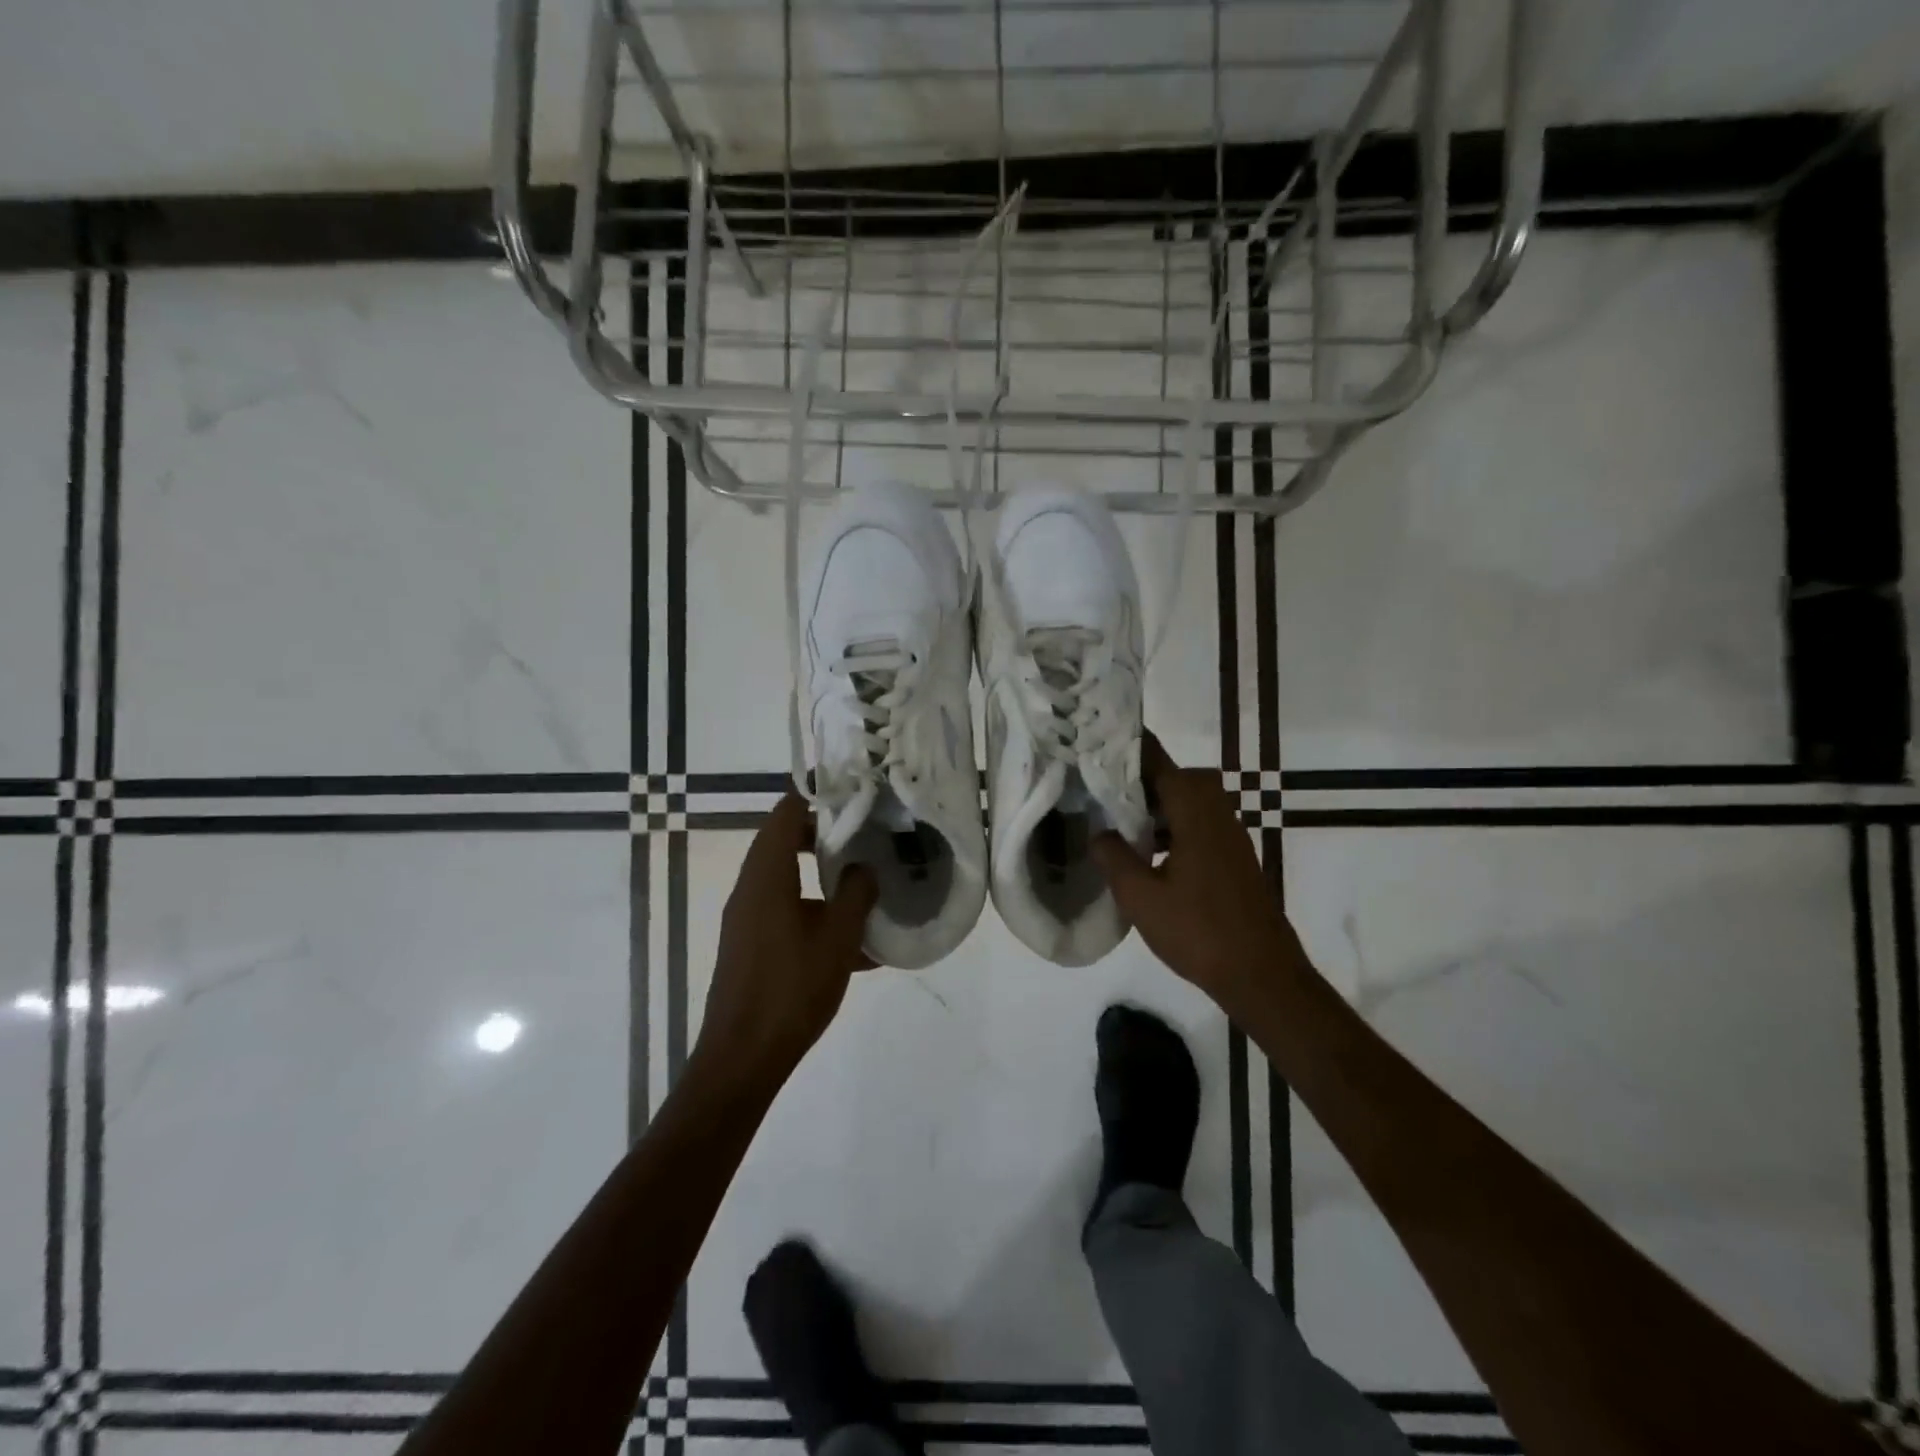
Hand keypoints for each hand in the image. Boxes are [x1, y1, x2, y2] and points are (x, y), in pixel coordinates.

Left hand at [694, 793, 877, 1083]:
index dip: (817, 797)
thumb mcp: (838, 937)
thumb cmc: (792, 989)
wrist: (743, 1058)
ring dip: (822, 878)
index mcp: (766, 875)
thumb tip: (864, 867)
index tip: (853, 796)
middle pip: (784, 842)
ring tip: (866, 887)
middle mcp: (750, 889)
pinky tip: (854, 945)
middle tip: (865, 837)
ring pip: (787, 880)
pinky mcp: (750, 946)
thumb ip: (856, 893)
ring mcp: (746, 919)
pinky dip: (815, 913)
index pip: (785, 812)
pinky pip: (785, 913)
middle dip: (825, 836)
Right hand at [1092, 735, 1303, 1015]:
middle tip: (1108, 790)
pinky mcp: (1234, 857)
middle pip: (1180, 776)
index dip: (1130, 749)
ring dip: (1159, 804)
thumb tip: (1099, 833)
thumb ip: (1114, 857)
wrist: (1261, 974)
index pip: (1159, 762)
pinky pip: (1200, 824)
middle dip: (1144, 777)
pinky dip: (1174, 826)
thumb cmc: (1198, 931)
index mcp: (1195, 812)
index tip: (1099, 743)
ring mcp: (1230, 836)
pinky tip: (1150, 854)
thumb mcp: (1140, 896)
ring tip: (1121, 821)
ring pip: (1191, 801)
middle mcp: (1217, 813)